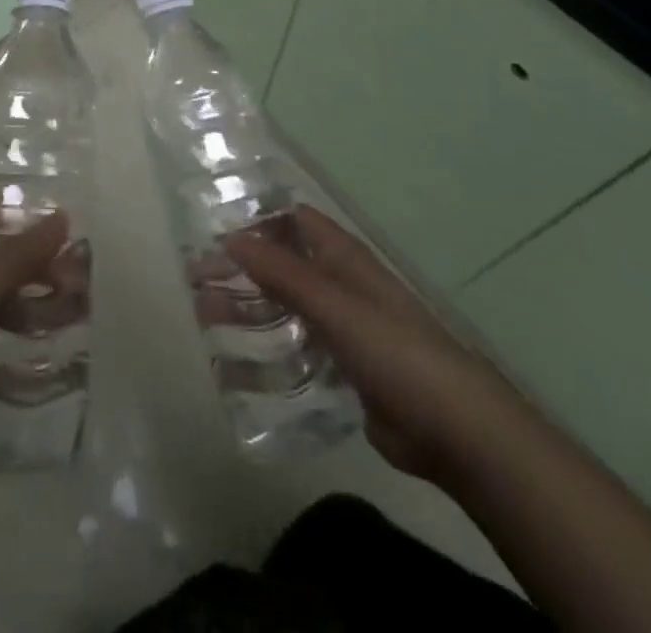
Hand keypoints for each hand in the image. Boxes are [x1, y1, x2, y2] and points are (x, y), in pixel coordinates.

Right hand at [227, 205, 517, 486]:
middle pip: (283, 264)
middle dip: (242, 269)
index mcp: (343, 258)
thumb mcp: (334, 305)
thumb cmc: (395, 352)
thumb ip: (283, 272)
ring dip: (249, 308)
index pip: (293, 221)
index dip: (256, 220)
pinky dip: (269, 348)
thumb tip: (232, 236)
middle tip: (195, 281)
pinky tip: (238, 363)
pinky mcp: (346, 368)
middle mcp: (341, 285)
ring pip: (286, 307)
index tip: (212, 231)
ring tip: (205, 318)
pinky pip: (298, 348)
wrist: (455, 430)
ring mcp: (344, 327)